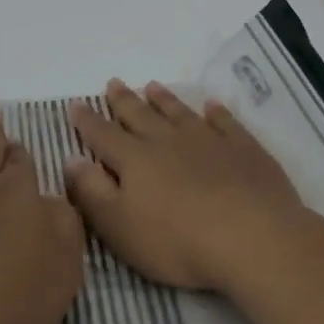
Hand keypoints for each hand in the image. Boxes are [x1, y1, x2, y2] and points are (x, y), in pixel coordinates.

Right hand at [64, 79, 308, 293]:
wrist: (252, 238)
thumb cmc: (177, 241)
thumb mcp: (119, 226)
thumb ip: (92, 192)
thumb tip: (71, 159)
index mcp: (134, 160)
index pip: (103, 135)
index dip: (87, 121)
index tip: (76, 105)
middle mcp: (167, 141)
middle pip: (139, 115)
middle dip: (123, 100)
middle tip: (113, 83)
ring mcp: (208, 140)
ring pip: (179, 112)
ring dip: (164, 99)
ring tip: (152, 86)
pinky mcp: (243, 148)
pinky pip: (225, 122)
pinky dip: (216, 112)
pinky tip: (212, 106)